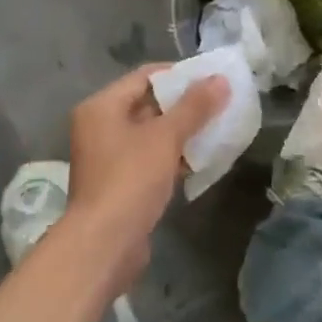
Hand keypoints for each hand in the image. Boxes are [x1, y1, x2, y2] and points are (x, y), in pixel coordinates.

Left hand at [66, 66, 229, 293]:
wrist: (104, 246)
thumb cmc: (130, 179)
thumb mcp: (166, 137)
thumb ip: (194, 107)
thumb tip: (220, 79)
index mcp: (102, 107)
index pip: (145, 76)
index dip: (179, 75)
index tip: (211, 78)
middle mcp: (101, 127)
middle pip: (149, 104)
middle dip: (185, 105)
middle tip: (220, 102)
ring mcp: (109, 158)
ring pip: (153, 134)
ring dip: (183, 132)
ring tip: (218, 127)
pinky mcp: (121, 184)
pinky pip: (152, 159)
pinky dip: (175, 156)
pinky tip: (203, 158)